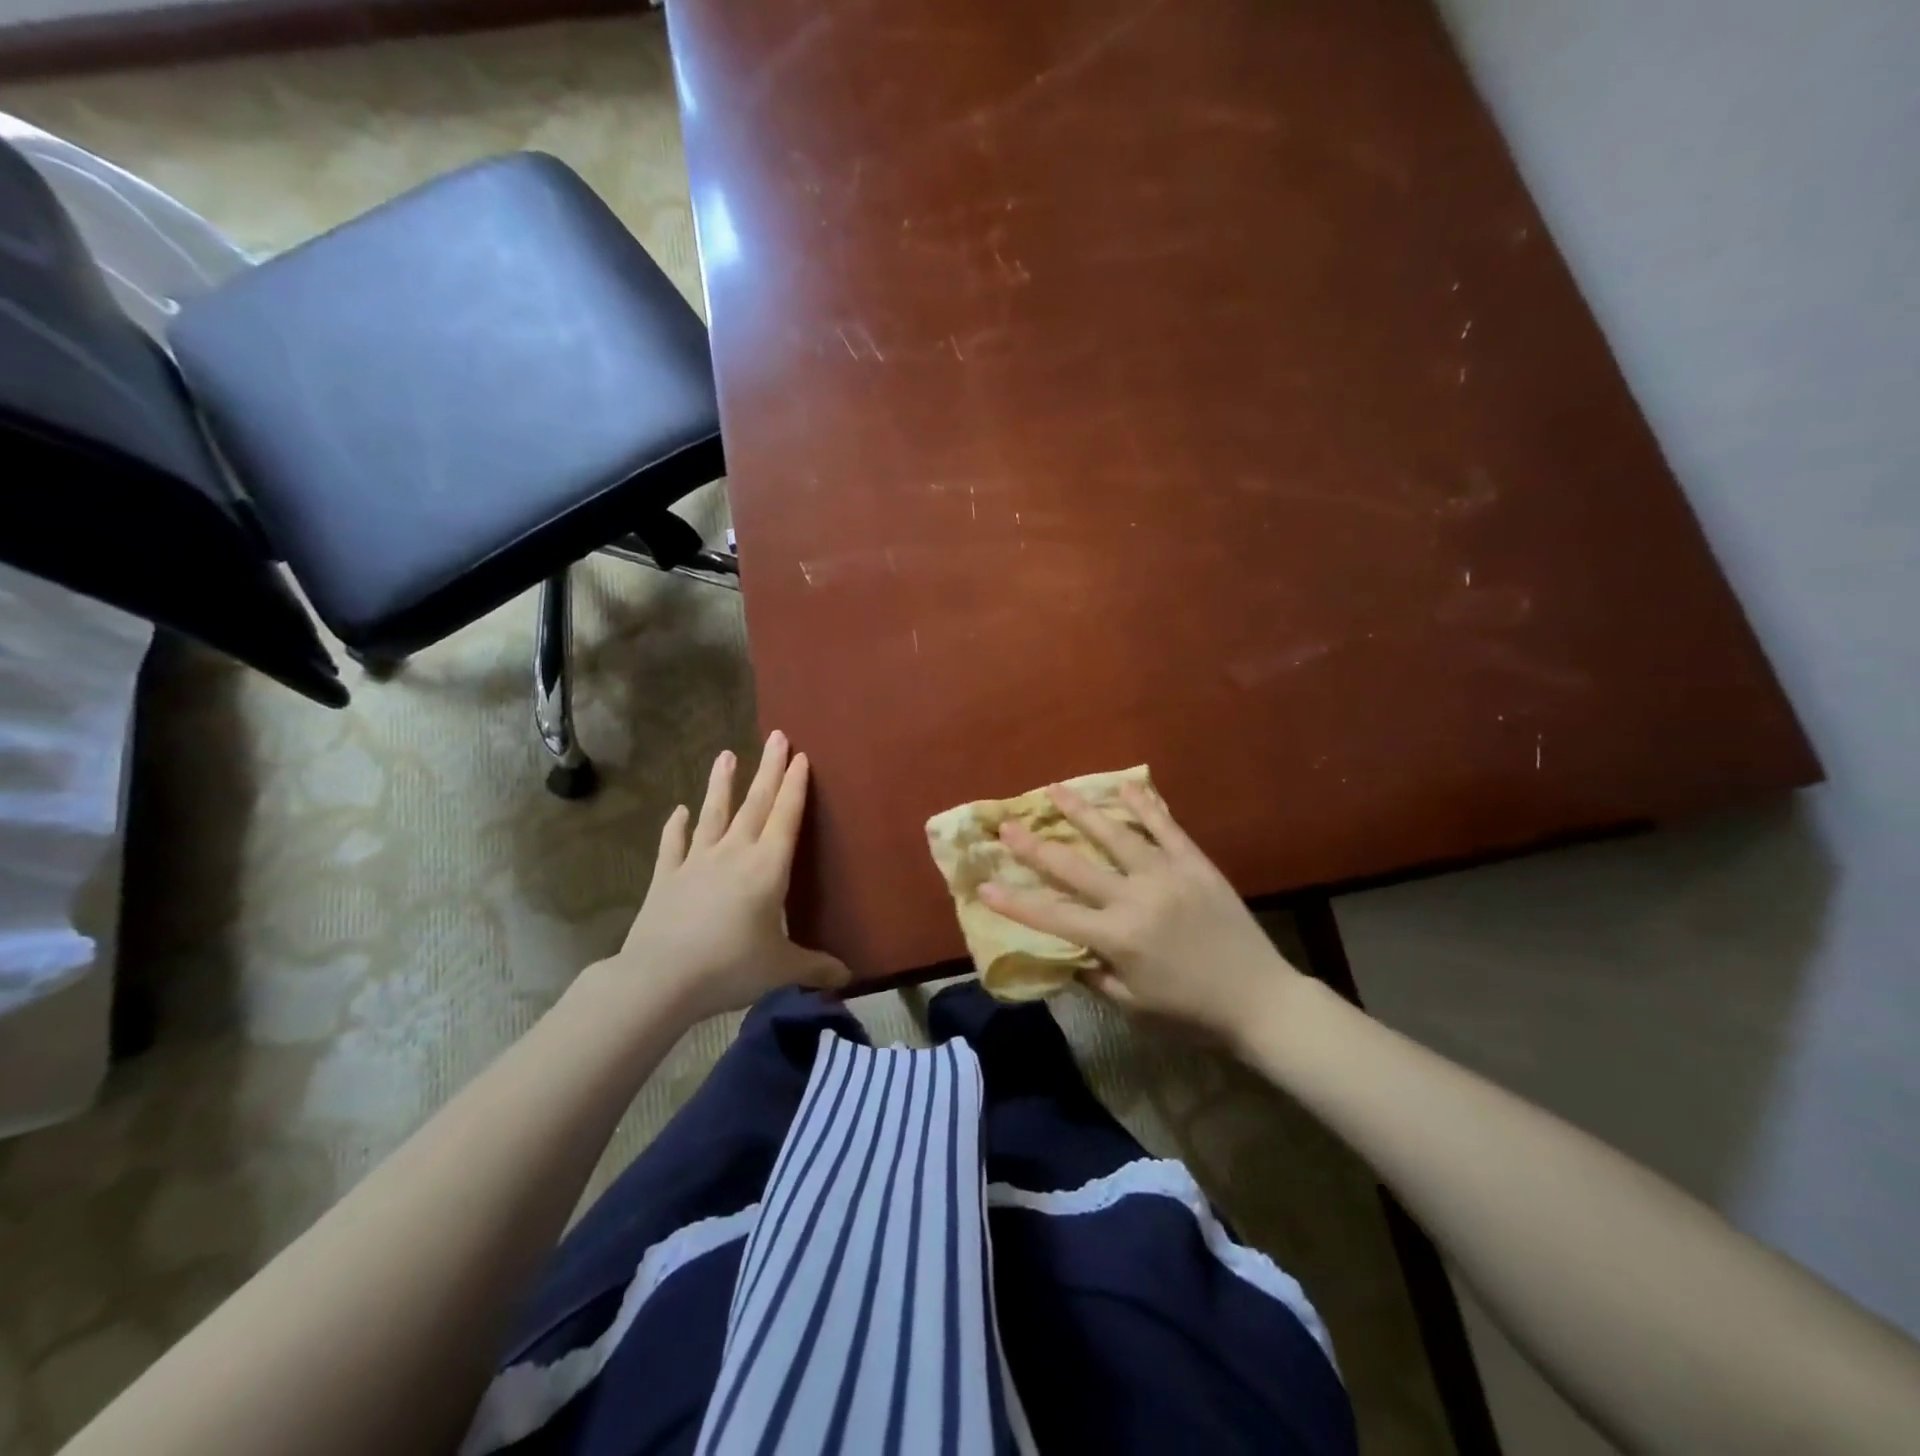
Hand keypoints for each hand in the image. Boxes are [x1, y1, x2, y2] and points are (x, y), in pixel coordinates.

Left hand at [589, 732, 848, 1024]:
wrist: (661, 978)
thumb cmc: (731, 967)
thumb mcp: (781, 968)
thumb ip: (816, 968)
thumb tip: (849, 978)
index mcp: (768, 868)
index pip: (786, 817)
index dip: (795, 786)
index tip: (801, 756)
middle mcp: (734, 853)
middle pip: (756, 804)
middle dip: (769, 769)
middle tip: (777, 737)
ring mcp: (697, 862)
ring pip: (714, 814)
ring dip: (722, 784)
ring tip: (726, 754)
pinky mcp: (667, 877)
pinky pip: (673, 845)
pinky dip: (676, 826)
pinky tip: (678, 811)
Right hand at [980, 781, 1303, 1049]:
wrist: (1260, 1000)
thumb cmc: (1191, 1012)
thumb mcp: (1133, 1005)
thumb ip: (1093, 974)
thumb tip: (1063, 950)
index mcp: (1117, 938)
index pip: (1052, 916)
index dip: (1014, 901)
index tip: (982, 884)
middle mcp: (1136, 899)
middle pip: (1074, 866)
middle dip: (1034, 846)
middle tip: (1007, 824)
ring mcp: (1167, 876)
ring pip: (1116, 836)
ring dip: (1082, 811)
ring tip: (1055, 789)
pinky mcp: (1196, 865)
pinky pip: (1167, 829)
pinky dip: (1145, 806)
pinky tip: (1126, 786)